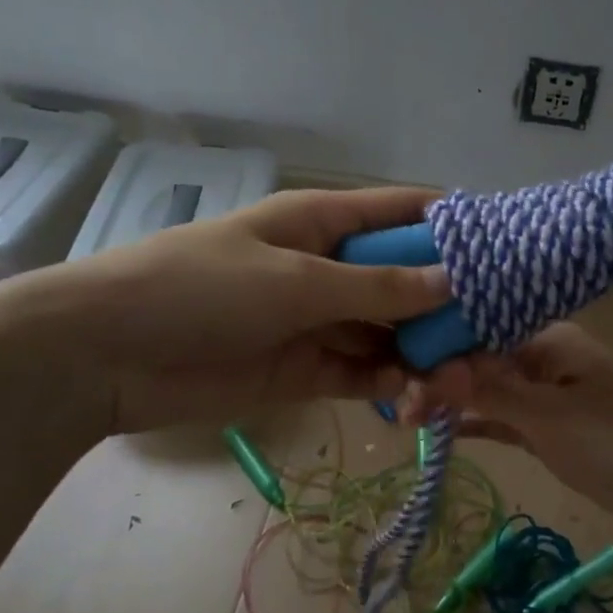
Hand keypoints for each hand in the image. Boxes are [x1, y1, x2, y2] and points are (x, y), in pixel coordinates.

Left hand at [0, 188, 447, 433]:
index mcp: (326, 222)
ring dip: (425, 355)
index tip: (506, 253)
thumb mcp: (296, 281)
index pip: (404, 213)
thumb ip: (377, 286)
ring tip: (456, 383)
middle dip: (449, 308)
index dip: (454, 228)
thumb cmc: (200, 289)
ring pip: (391, 333)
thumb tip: (453, 281)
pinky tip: (414, 400)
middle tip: (491, 342)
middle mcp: (331, 267)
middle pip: (407, 281)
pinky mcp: (305, 370)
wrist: (106, 355)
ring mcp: (319, 321)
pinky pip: (363, 373)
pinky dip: (392, 385)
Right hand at [406, 323, 612, 558]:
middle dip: (437, 377)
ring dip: (453, 401)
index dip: (433, 348)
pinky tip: (443, 429)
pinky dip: (477, 424)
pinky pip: (505, 420)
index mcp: (547, 339)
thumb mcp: (555, 418)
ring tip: (406, 417)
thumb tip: (429, 366)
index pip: (476, 330)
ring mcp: (550, 397)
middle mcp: (544, 359)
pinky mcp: (555, 431)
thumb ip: (492, 392)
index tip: (394, 375)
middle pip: (477, 359)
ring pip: (488, 391)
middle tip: (397, 409)